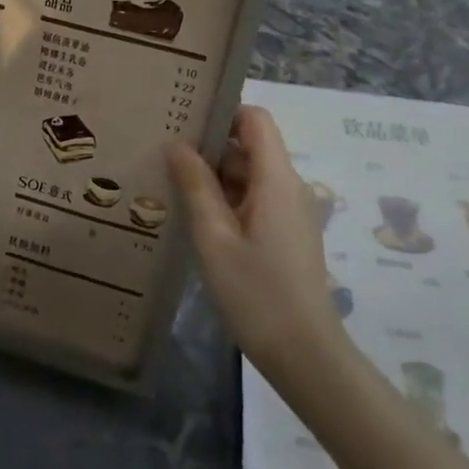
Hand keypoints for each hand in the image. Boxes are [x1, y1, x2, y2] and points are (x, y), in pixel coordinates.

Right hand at [165, 105, 343, 380]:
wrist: (304, 354)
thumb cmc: (256, 294)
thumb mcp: (215, 238)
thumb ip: (196, 186)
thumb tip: (177, 144)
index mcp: (276, 179)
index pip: (255, 119)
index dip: (222, 113)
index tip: (184, 121)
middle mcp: (289, 187)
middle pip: (250, 147)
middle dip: (209, 147)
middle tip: (163, 155)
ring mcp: (291, 212)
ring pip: (250, 175)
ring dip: (215, 177)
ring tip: (170, 185)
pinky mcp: (287, 234)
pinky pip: (256, 200)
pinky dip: (227, 200)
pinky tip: (195, 217)